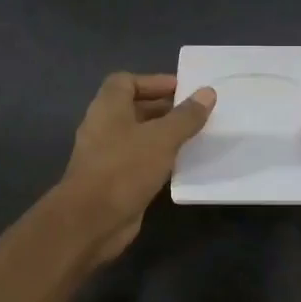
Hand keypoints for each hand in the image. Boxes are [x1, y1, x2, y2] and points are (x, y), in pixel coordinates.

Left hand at [58, 72, 215, 260]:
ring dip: (164, 136)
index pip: (127, 81)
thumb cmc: (125, 168)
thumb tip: (208, 92)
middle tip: (196, 114)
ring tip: (195, 137)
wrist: (92, 220)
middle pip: (134, 108)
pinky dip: (159, 159)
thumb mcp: (162, 138)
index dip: (154, 82)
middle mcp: (104, 127)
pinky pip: (140, 161)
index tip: (183, 90)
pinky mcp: (115, 180)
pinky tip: (182, 165)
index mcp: (108, 107)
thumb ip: (186, 116)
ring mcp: (107, 155)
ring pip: (139, 137)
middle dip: (165, 109)